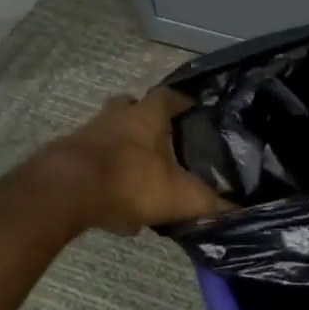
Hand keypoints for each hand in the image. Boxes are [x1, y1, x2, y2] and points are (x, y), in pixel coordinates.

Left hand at [42, 88, 229, 234]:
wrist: (67, 192)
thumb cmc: (131, 181)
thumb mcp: (182, 196)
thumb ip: (212, 205)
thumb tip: (242, 213)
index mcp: (147, 115)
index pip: (169, 96)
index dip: (182, 101)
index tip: (193, 108)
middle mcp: (116, 116)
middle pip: (131, 106)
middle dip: (145, 119)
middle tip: (161, 137)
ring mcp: (88, 134)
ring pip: (109, 132)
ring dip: (122, 147)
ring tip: (140, 173)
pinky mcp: (66, 158)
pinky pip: (92, 162)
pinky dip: (104, 176)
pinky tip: (115, 202)